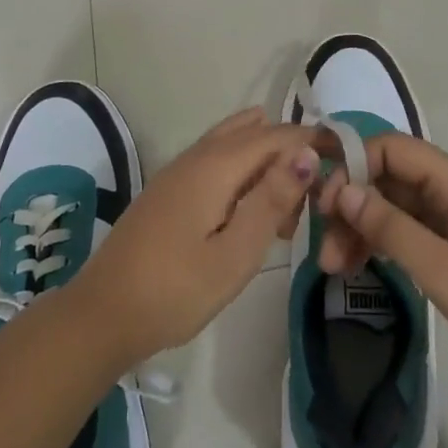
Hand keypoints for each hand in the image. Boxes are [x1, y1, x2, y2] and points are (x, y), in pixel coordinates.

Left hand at [69, 108, 320, 365]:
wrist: (103, 314)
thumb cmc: (176, 290)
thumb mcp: (236, 253)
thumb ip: (272, 200)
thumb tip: (307, 152)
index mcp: (216, 165)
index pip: (276, 135)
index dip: (312, 141)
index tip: (345, 160)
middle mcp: (197, 156)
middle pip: (255, 133)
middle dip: (290, 153)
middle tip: (313, 198)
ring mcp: (178, 170)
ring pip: (234, 144)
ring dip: (266, 162)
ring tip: (285, 206)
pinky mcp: (169, 189)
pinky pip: (216, 161)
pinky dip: (243, 173)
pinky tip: (249, 211)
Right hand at [316, 133, 447, 405]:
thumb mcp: (446, 273)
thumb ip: (392, 227)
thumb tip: (341, 189)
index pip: (394, 149)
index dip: (353, 166)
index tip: (322, 207)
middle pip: (391, 177)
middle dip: (352, 204)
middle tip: (326, 252)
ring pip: (398, 206)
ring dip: (364, 228)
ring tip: (335, 268)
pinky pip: (412, 230)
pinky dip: (385, 243)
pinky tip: (362, 266)